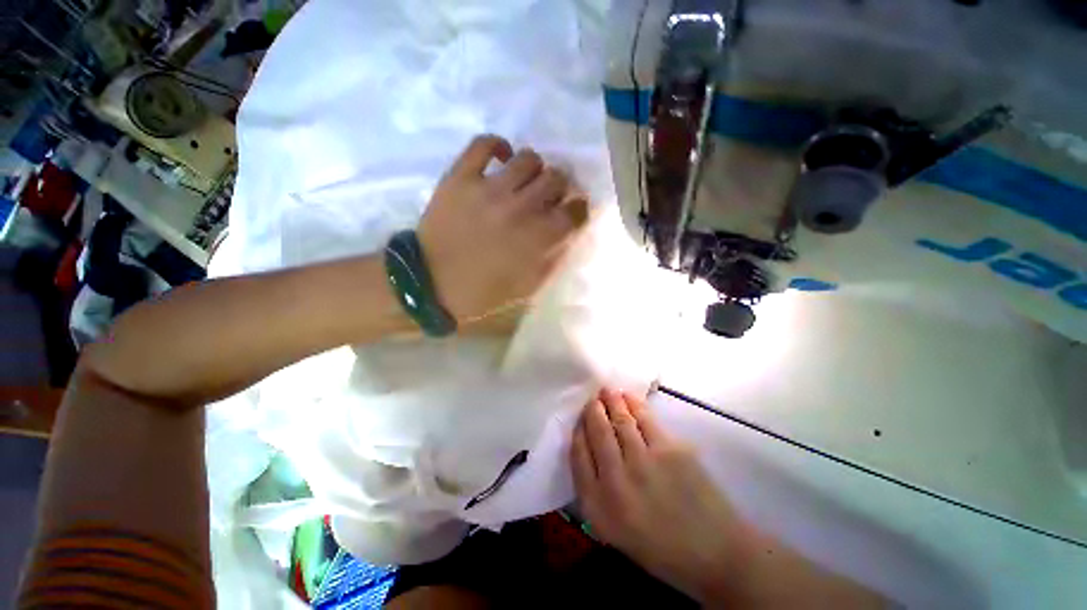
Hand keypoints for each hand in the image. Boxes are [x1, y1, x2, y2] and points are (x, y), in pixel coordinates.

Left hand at [418, 134, 587, 321]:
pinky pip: (484, 143)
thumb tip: (567, 234)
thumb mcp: (527, 288)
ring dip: (535, 169)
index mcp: (539, 239)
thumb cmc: (483, 293)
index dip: (579, 208)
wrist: (431, 285)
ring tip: (525, 181)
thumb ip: (553, 260)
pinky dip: (498, 145)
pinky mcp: (461, 177)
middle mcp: (521, 208)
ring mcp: (490, 189)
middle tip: (550, 195)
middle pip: (557, 178)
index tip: (573, 211)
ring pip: (529, 158)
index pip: (575, 211)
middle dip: (561, 187)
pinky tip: (502, 158)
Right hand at [571, 389, 739, 601]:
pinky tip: (628, 397)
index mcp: (599, 506)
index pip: (578, 456)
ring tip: (607, 391)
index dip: (578, 432)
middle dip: (592, 411)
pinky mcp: (670, 450)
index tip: (579, 421)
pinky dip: (634, 404)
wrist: (714, 554)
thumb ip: (595, 492)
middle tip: (592, 399)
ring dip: (611, 401)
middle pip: (598, 433)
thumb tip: (587, 451)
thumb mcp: (614, 530)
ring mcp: (644, 463)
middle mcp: (616, 481)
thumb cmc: (661, 547)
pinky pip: (644, 419)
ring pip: (620, 421)